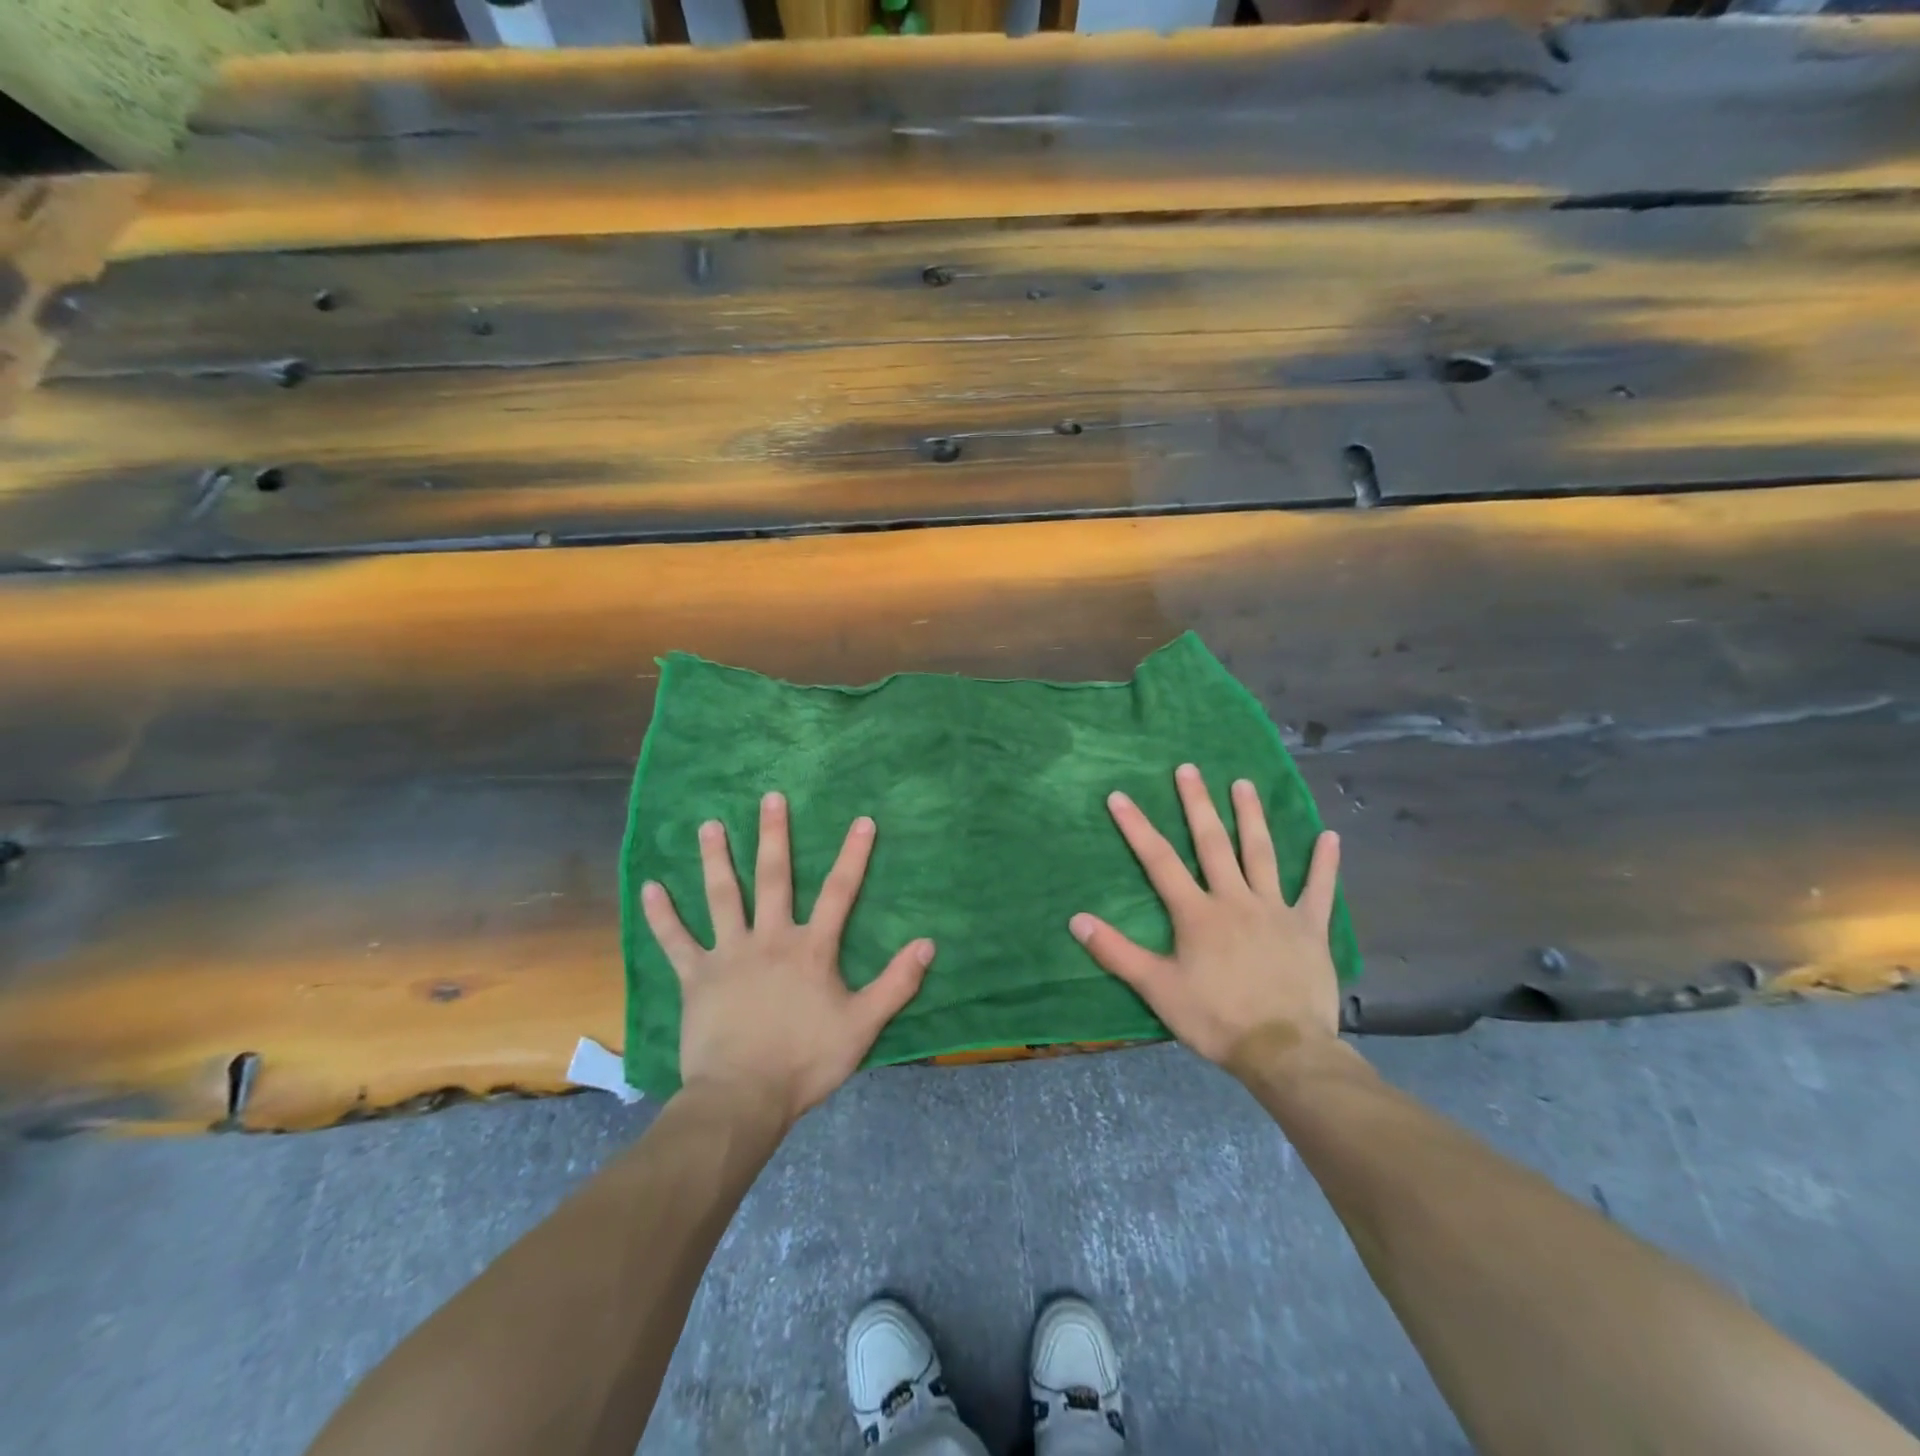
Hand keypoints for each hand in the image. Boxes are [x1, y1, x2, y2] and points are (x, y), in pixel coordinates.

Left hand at [641, 792, 933, 1127]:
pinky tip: (650, 887)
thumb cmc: (806, 1061)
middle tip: (770, 798)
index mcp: (811, 949)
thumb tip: (928, 944)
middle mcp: (770, 938)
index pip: (839, 892)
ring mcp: (729, 954)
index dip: (853, 855)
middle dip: (774, 836)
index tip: (862, 820)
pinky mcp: (696, 977)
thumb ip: (896, 984)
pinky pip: (675, 940)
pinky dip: (662, 915)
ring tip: (708, 825)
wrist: (743, 1097)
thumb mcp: (862, 1025)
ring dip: (716, 859)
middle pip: (774, 878)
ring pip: (722, 896)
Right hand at [1070, 763, 1342, 1067]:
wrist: (1283, 1050)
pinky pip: (1319, 891)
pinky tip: (1330, 836)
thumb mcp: (1157, 988)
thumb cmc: (1215, 1019)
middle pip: (1213, 843)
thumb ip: (1116, 952)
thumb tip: (1076, 919)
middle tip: (1188, 769)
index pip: (1159, 861)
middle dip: (1197, 804)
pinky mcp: (1310, 928)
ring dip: (1251, 817)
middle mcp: (1235, 899)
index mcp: (1197, 913)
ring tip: (1243, 783)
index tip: (1119, 795)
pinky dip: (1324, 864)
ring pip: (1262, 854)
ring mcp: (1276, 910)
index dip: (1136, 827)